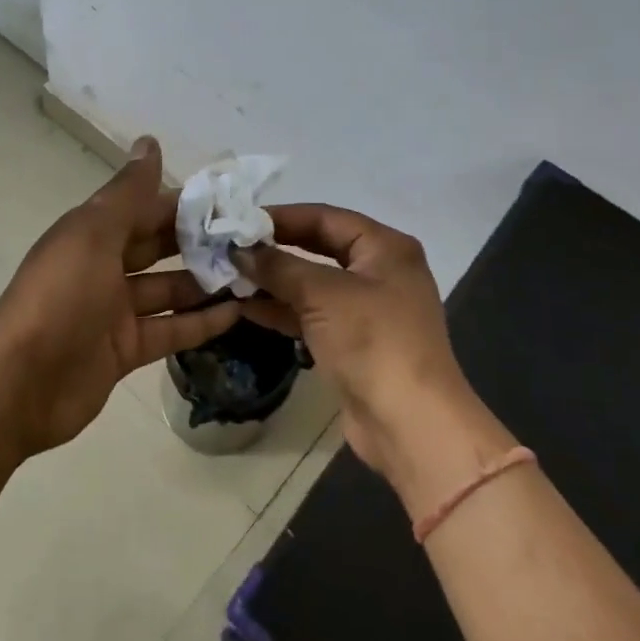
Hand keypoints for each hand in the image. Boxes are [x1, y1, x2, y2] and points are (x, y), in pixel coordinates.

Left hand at [0, 137, 243, 456]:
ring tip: (254, 274)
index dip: (184, 203)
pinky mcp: (124, 350)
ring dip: (205, 282)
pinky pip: (169, 330)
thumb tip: (149, 141)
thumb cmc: (60, 296)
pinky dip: (199, 322)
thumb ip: (127, 192)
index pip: (145, 208)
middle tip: (251, 239)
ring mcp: (114, 311)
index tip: (231, 201)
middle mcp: (103, 267)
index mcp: (92, 233)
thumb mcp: (93, 234)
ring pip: (167, 290)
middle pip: (157, 247)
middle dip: (199, 242)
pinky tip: (237, 313)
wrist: (21, 383)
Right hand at [237, 206, 513, 505]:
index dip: (281, 217)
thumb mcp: (322, 294)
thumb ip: (278, 266)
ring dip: (274, 281)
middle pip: (318, 247)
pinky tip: (246, 308)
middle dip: (275, 249)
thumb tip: (239, 250)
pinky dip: (283, 310)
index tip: (239, 220)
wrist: (409, 424)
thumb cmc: (372, 342)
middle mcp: (379, 271)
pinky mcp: (354, 342)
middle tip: (231, 247)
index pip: (325, 217)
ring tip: (230, 276)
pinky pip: (312, 314)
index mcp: (385, 248)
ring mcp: (367, 309)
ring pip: (312, 284)